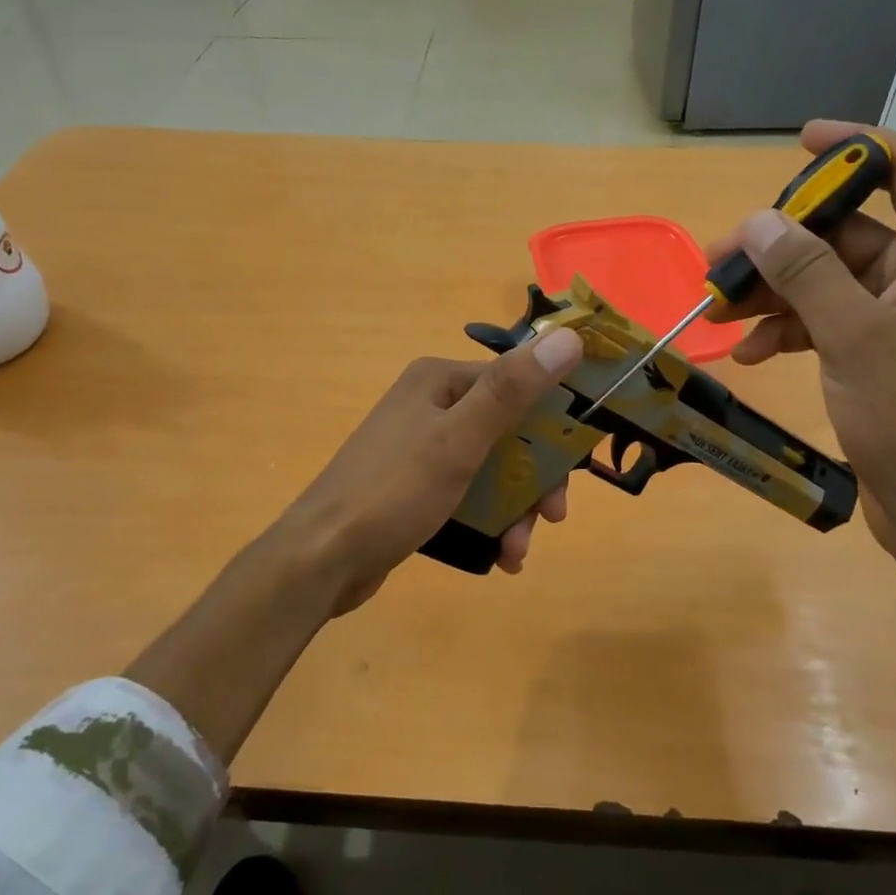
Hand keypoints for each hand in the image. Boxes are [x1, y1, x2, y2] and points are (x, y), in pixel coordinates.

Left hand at [276, 328, 584, 615]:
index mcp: (440, 381)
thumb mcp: (459, 440)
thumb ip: (512, 390)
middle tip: (550, 519)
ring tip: (517, 551)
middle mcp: (430, 405)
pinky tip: (500, 556)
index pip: (517, 386)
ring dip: (513, 509)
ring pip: (490, 469)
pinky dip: (488, 521)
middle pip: (507, 432)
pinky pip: (466, 494)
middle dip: (532, 479)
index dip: (553, 426)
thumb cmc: (394, 492)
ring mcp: (420, 447)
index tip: (574, 472)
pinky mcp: (415, 486)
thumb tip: (569, 336)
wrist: (321, 557)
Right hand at [702, 121, 895, 571]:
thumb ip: (806, 273)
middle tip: (720, 259)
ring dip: (774, 293)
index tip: (800, 142)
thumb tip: (759, 222)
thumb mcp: (854, 336)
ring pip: (827, 282)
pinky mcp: (879, 358)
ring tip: (720, 313)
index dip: (857, 147)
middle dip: (782, 243)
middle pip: (848, 232)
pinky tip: (750, 354)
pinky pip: (825, 324)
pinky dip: (787, 332)